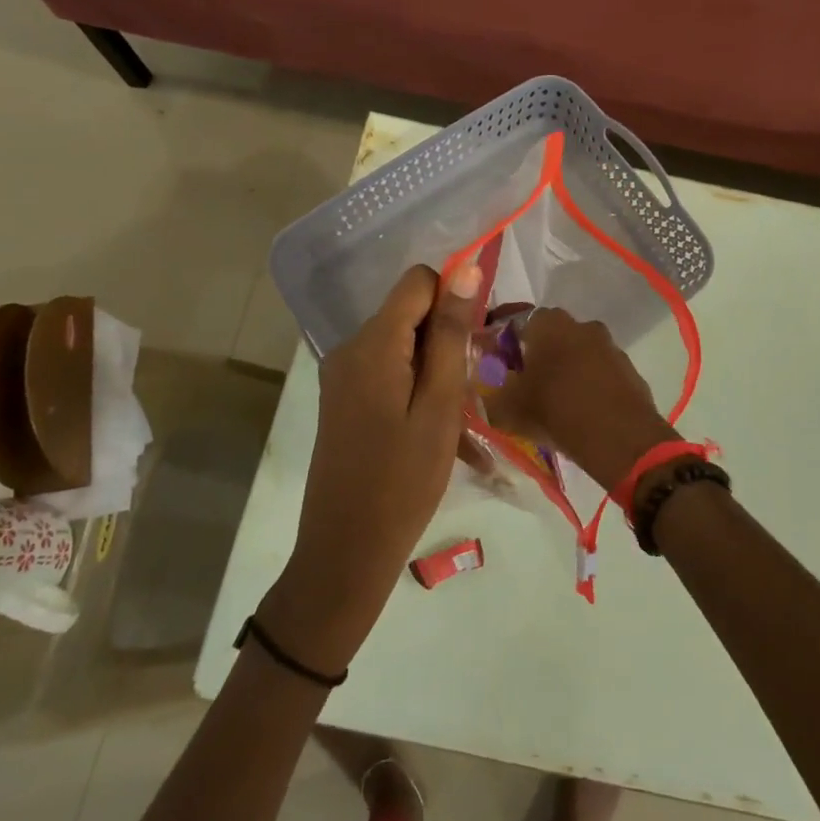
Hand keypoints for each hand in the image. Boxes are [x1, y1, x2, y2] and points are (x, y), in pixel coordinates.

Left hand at [259, 263, 480, 672]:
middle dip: (448, 341)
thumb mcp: (440, 406)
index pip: (418, 282)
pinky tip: (439, 433)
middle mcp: (350, 349)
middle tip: (472, 391)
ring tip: (460, 422)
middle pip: (410, 315)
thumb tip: (464, 269)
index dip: (454, 299)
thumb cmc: (403, 480)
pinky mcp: (343, 400)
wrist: (346, 551)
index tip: (477, 343)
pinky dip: (418, 391)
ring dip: (437, 372)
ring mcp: (342, 376)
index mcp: (373, 343)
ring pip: (404, 347)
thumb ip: (452, 335)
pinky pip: (389, 374)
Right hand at [485, 309, 675, 491]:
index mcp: (550, 323)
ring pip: (579, 353)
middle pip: (553, 336)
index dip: (508, 341)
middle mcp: (582, 325)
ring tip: (554, 401)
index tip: (500, 363)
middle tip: (525, 383)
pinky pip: (600, 372)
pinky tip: (581, 411)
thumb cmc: (555, 411)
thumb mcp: (508, 406)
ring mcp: (610, 346)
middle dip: (539, 355)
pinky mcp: (629, 370)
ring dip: (566, 370)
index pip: (522, 320)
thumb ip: (491, 389)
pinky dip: (589, 385)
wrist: (619, 437)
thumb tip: (485, 383)